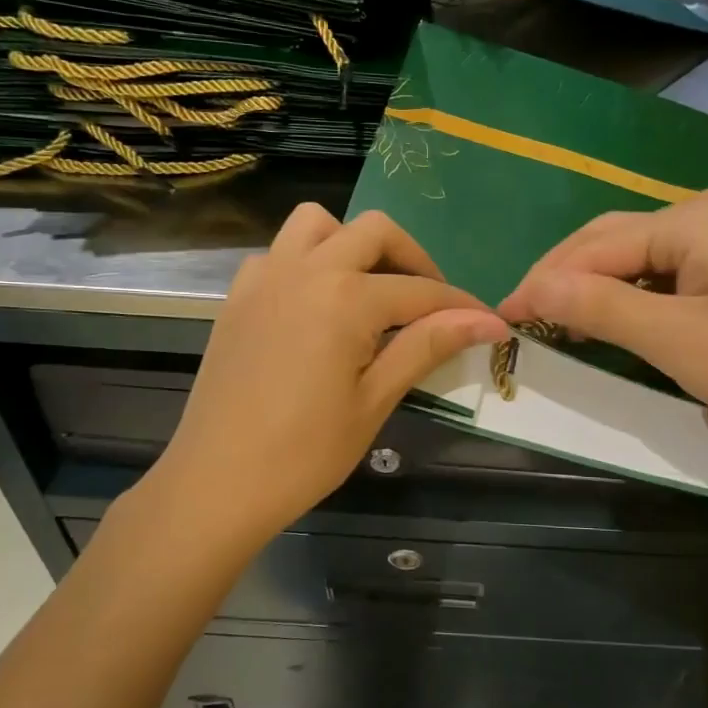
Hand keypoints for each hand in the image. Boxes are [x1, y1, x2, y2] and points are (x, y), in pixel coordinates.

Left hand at [154, 205, 507, 542]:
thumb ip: (428, 346)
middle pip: (375, 231)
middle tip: (430, 304)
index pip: (421, 290)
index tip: (491, 323)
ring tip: (370, 291)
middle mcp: (305, 269)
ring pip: (318, 224)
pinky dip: (308, 261)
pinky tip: (317, 306)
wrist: (216, 483)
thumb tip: (487, 321)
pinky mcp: (239, 295)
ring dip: (354, 244)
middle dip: (413, 259)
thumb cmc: (304, 453)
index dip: (462, 307)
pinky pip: (279, 252)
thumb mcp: (375, 399)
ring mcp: (265, 277)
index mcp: (344, 297)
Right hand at [498, 190, 707, 454]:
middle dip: (565, 277)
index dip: (543, 281)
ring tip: (557, 319)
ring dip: (596, 287)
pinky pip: (669, 277)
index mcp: (690, 219)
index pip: (594, 246)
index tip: (501, 316)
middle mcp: (706, 216)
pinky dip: (633, 299)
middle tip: (523, 315)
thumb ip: (601, 307)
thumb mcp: (677, 340)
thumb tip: (533, 287)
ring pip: (640, 260)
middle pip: (614, 242)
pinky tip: (615, 320)